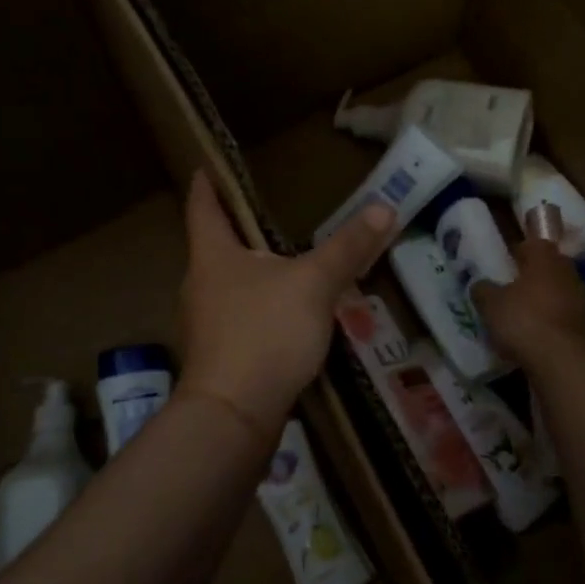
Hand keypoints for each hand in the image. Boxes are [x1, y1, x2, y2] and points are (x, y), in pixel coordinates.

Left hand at [178, 171, 393, 438]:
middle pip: (216, 247)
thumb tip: (384, 207)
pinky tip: (287, 316)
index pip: (203, 206)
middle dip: (240, 231)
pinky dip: (261, 307)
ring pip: (230, 285)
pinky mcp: (219, 357)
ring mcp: (206, 324)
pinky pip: (241, 318)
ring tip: (286, 264)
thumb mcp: (314, 284)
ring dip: (254, 272)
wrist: (233, 416)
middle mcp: (200, 285)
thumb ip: (348, 248)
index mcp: (213, 256)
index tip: (207, 166)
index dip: (206, 184)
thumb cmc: (265, 334)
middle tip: (269, 215)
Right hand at [473, 238, 584, 368]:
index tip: (505, 263)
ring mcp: (580, 299)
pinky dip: (549, 322)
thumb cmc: (523, 319)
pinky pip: (562, 317)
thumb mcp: (490, 304)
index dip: (518, 252)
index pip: (533, 244)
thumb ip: (483, 290)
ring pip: (557, 293)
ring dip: (541, 301)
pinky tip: (533, 336)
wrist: (562, 359)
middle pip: (548, 269)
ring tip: (519, 316)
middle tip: (510, 289)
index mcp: (545, 258)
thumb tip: (480, 285)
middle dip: (531, 277)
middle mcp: (567, 272)